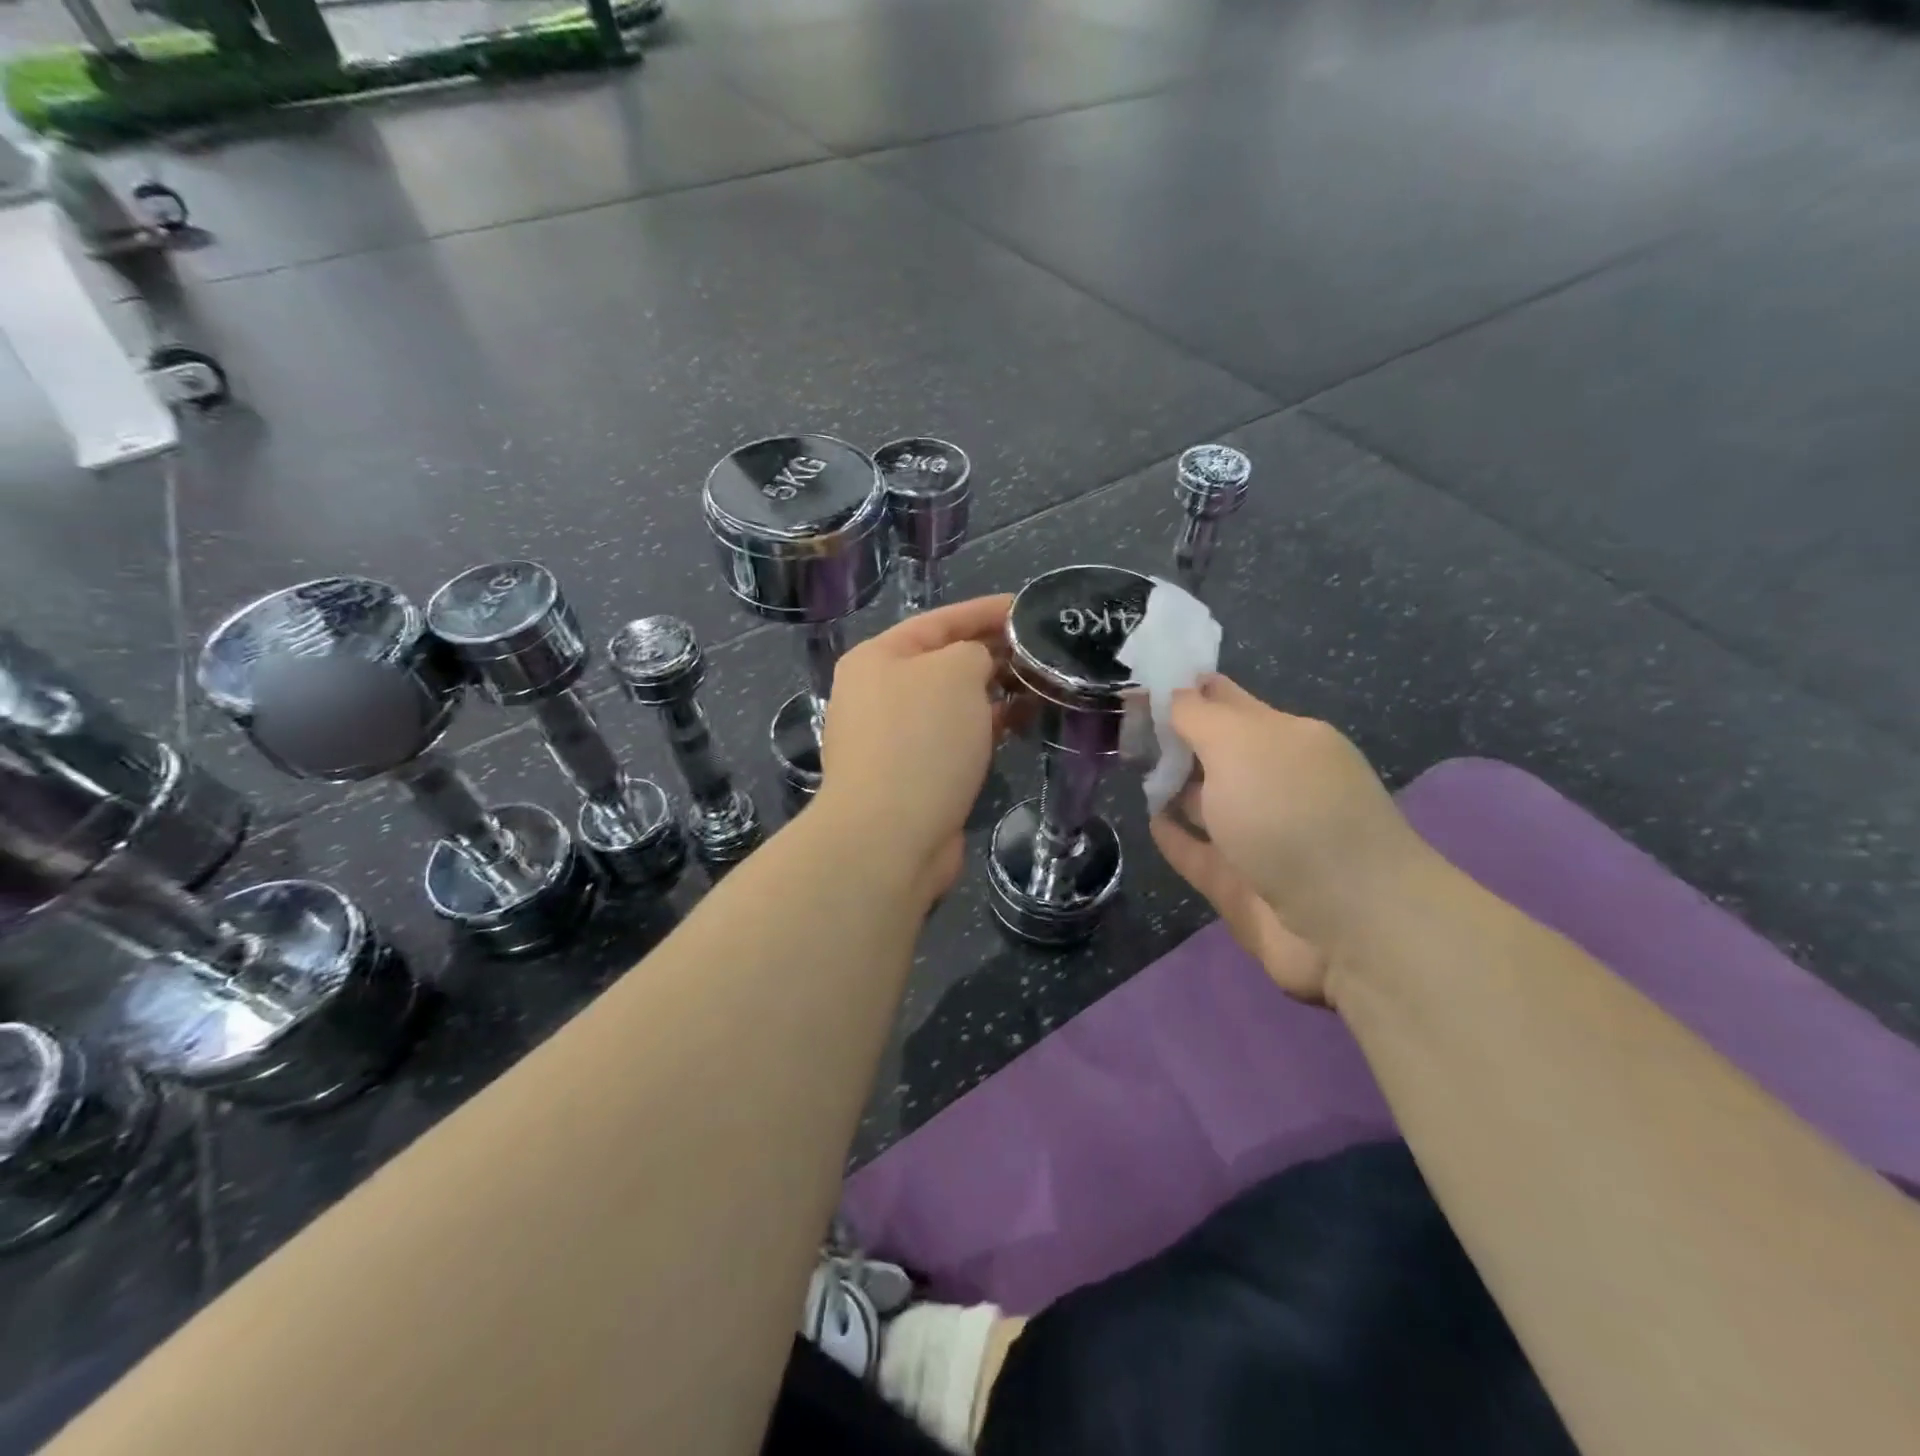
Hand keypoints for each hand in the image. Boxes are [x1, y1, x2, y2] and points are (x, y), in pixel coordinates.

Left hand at [818, 595, 1012, 903]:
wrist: (890, 836)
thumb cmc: (921, 739)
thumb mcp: (955, 672)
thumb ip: (975, 651)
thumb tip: (981, 666)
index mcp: (878, 658)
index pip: (940, 620)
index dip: (987, 611)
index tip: (1029, 608)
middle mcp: (878, 693)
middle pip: (944, 661)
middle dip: (993, 652)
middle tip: (1043, 649)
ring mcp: (892, 737)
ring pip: (952, 702)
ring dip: (993, 692)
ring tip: (1040, 684)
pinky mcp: (911, 774)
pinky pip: (954, 737)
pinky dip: (985, 727)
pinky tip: (1020, 724)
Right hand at [1149, 675, 1432, 1004]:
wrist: (1348, 923)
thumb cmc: (1291, 814)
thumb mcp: (1240, 744)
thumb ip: (1198, 716)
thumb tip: (1174, 692)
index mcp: (1285, 739)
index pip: (1227, 701)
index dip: (1187, 689)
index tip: (1139, 680)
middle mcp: (1275, 783)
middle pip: (1216, 752)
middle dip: (1175, 737)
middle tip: (1120, 725)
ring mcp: (1260, 837)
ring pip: (1208, 802)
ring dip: (1173, 786)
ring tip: (1129, 769)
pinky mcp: (1242, 884)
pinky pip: (1199, 853)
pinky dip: (1176, 837)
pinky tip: (1150, 821)